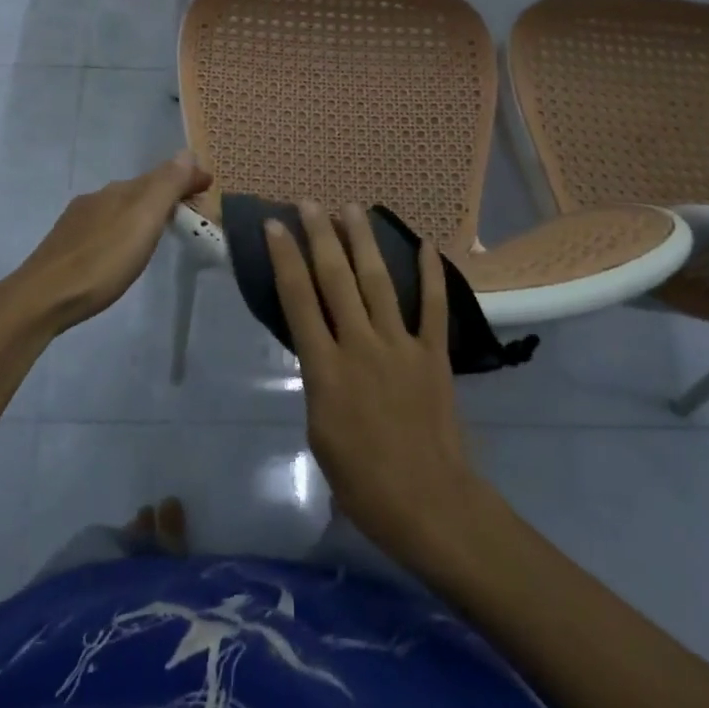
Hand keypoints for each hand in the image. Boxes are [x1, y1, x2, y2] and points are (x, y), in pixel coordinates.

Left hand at [0, 151, 211, 333]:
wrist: (42, 298)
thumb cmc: (102, 260)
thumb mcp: (143, 220)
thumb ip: (166, 185)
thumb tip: (188, 153)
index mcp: (120, 191)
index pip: (162, 175)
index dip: (187, 179)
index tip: (209, 187)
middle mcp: (98, 198)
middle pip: (141, 190)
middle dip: (167, 195)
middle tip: (192, 213)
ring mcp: (78, 222)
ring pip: (121, 208)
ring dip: (144, 213)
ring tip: (161, 231)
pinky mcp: (66, 246)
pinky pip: (105, 227)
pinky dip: (124, 229)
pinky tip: (122, 249)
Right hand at [267, 201, 486, 564]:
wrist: (428, 504)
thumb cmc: (362, 482)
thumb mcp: (319, 432)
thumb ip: (319, 381)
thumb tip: (320, 350)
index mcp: (325, 368)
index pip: (298, 300)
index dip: (285, 259)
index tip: (275, 226)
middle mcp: (360, 344)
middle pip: (336, 279)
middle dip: (320, 236)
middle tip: (310, 203)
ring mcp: (400, 345)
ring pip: (378, 281)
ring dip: (363, 242)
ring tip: (352, 208)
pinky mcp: (433, 354)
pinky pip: (432, 307)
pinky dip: (431, 274)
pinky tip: (426, 244)